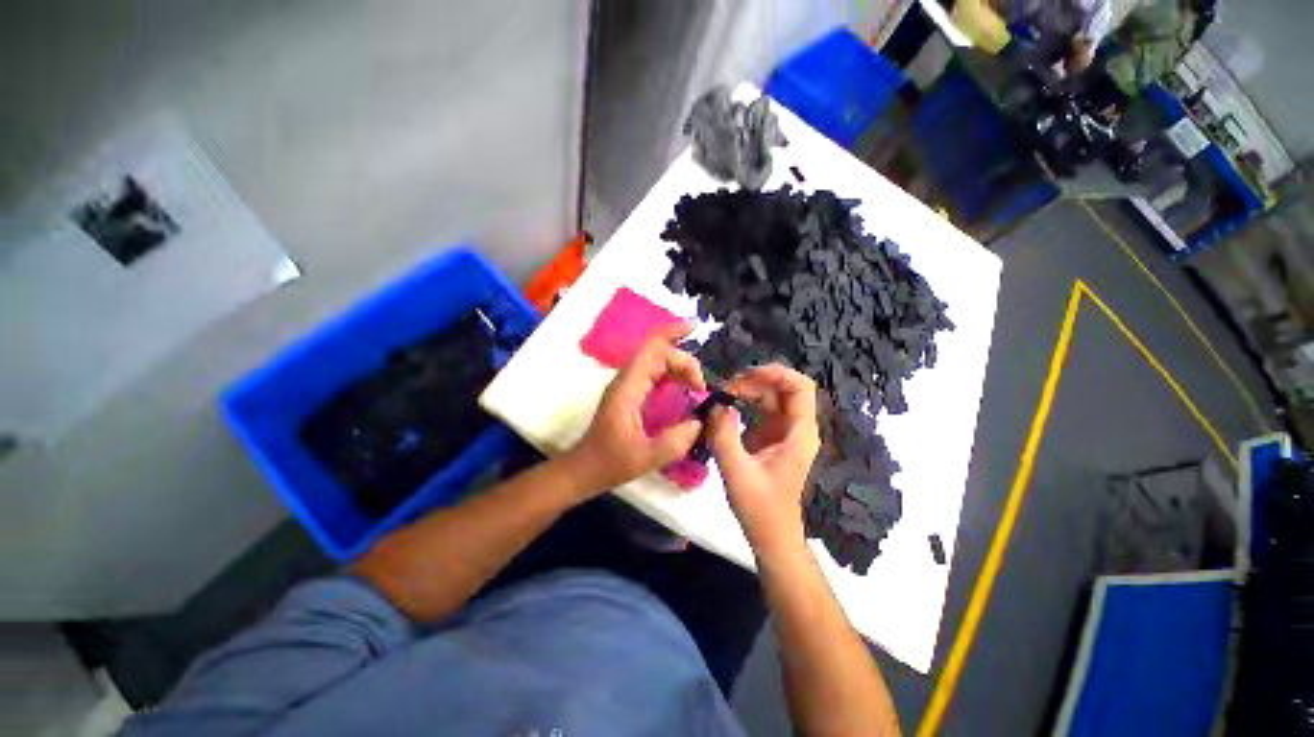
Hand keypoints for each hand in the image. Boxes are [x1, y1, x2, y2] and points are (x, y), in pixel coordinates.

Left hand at [563, 323, 705, 494]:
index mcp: (627, 388)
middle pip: (655, 349)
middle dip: (683, 357)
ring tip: (698, 383)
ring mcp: (627, 383)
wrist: (585, 467)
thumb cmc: (610, 463)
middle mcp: (626, 379)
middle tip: (702, 382)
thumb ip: (673, 443)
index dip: (681, 357)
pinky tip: (685, 384)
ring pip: (655, 357)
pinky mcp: (631, 391)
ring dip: (678, 363)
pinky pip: (654, 370)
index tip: (700, 385)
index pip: (655, 353)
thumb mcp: (644, 459)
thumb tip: (699, 422)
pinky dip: (672, 372)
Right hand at [708, 364, 819, 554]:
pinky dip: (745, 402)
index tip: (745, 377)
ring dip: (749, 390)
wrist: (772, 535)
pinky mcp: (772, 436)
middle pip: (784, 387)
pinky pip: (762, 408)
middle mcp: (796, 427)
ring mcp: (785, 431)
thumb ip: (723, 435)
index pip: (800, 386)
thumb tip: (716, 404)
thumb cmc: (760, 507)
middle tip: (726, 389)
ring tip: (723, 396)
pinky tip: (727, 408)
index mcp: (800, 433)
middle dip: (756, 380)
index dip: (776, 374)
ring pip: (772, 395)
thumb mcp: (736, 471)